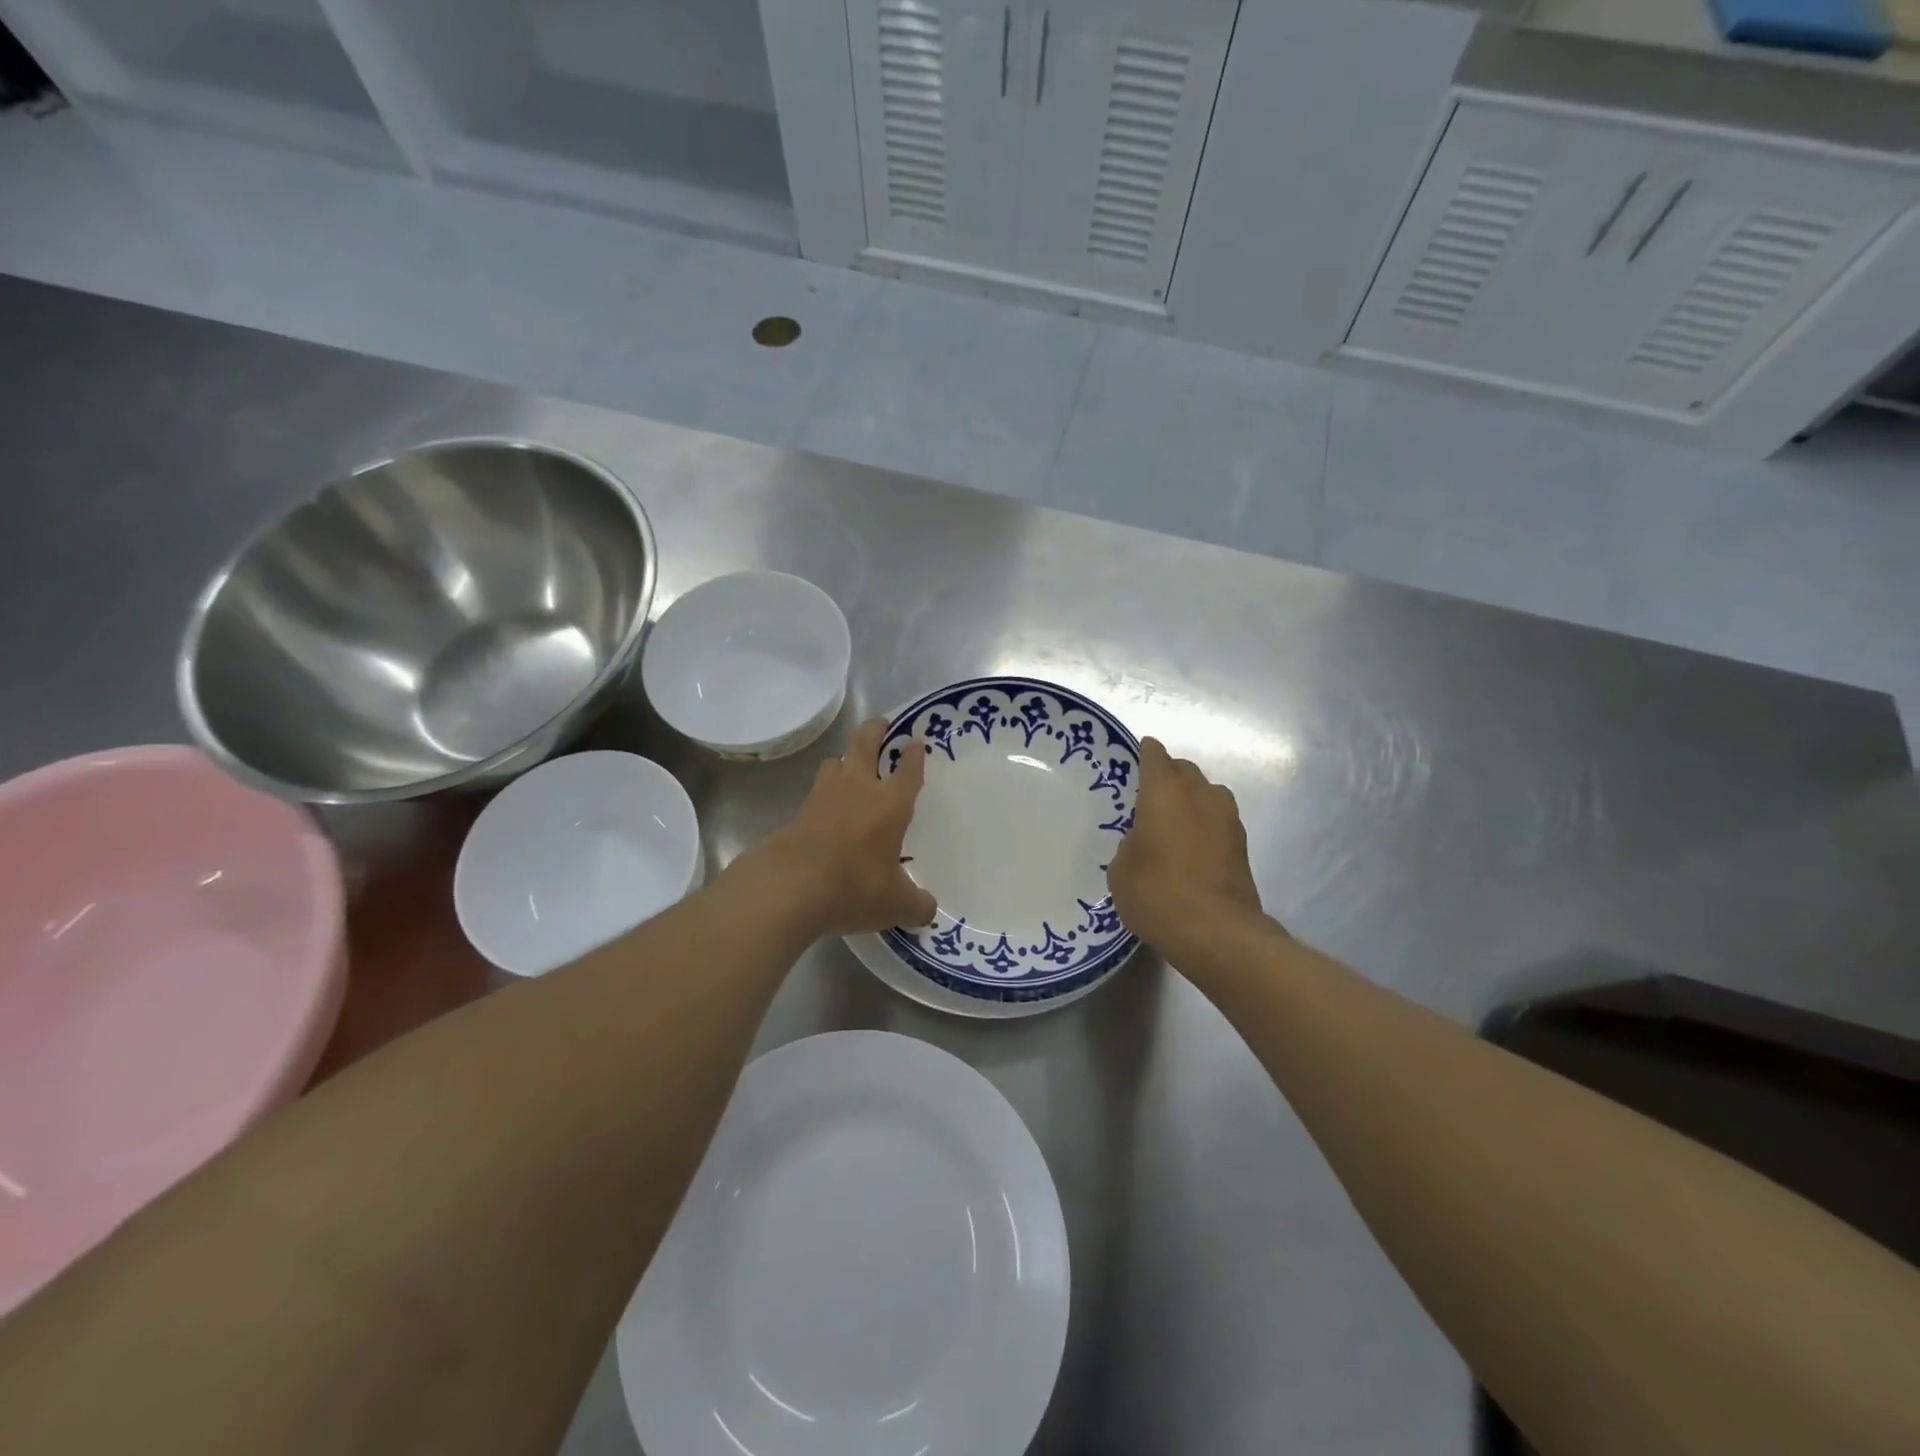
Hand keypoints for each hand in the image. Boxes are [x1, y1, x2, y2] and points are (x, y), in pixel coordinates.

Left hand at [738, 718, 936, 937]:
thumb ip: (917, 904)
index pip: (908, 768)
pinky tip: (827, 814)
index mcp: (890, 803)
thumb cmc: (854, 887)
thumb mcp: (896, 904)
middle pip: (865, 742)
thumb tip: (928, 909)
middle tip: (883, 725)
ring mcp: (822, 797)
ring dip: (845, 760)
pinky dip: (824, 797)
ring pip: (835, 762)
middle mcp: (857, 789)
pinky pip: (815, 794)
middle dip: (876, 729)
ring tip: (851, 770)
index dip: (914, 754)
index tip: (916, 742)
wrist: (789, 888)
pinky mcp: (796, 813)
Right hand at [1108, 738, 1262, 954]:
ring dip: (1192, 797)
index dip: (1146, 753)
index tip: (1139, 753)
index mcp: (1165, 793)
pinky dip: (1205, 824)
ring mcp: (1227, 819)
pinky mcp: (1242, 845)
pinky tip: (1192, 845)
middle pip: (1185, 770)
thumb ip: (1129, 846)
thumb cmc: (1157, 894)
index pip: (1156, 757)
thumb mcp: (1121, 871)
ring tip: (1174, 818)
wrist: (1216, 932)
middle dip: (1169, 774)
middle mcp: (1200, 795)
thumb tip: (1142, 842)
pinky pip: (1219, 820)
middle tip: (1151, 793)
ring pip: (1208, 792)